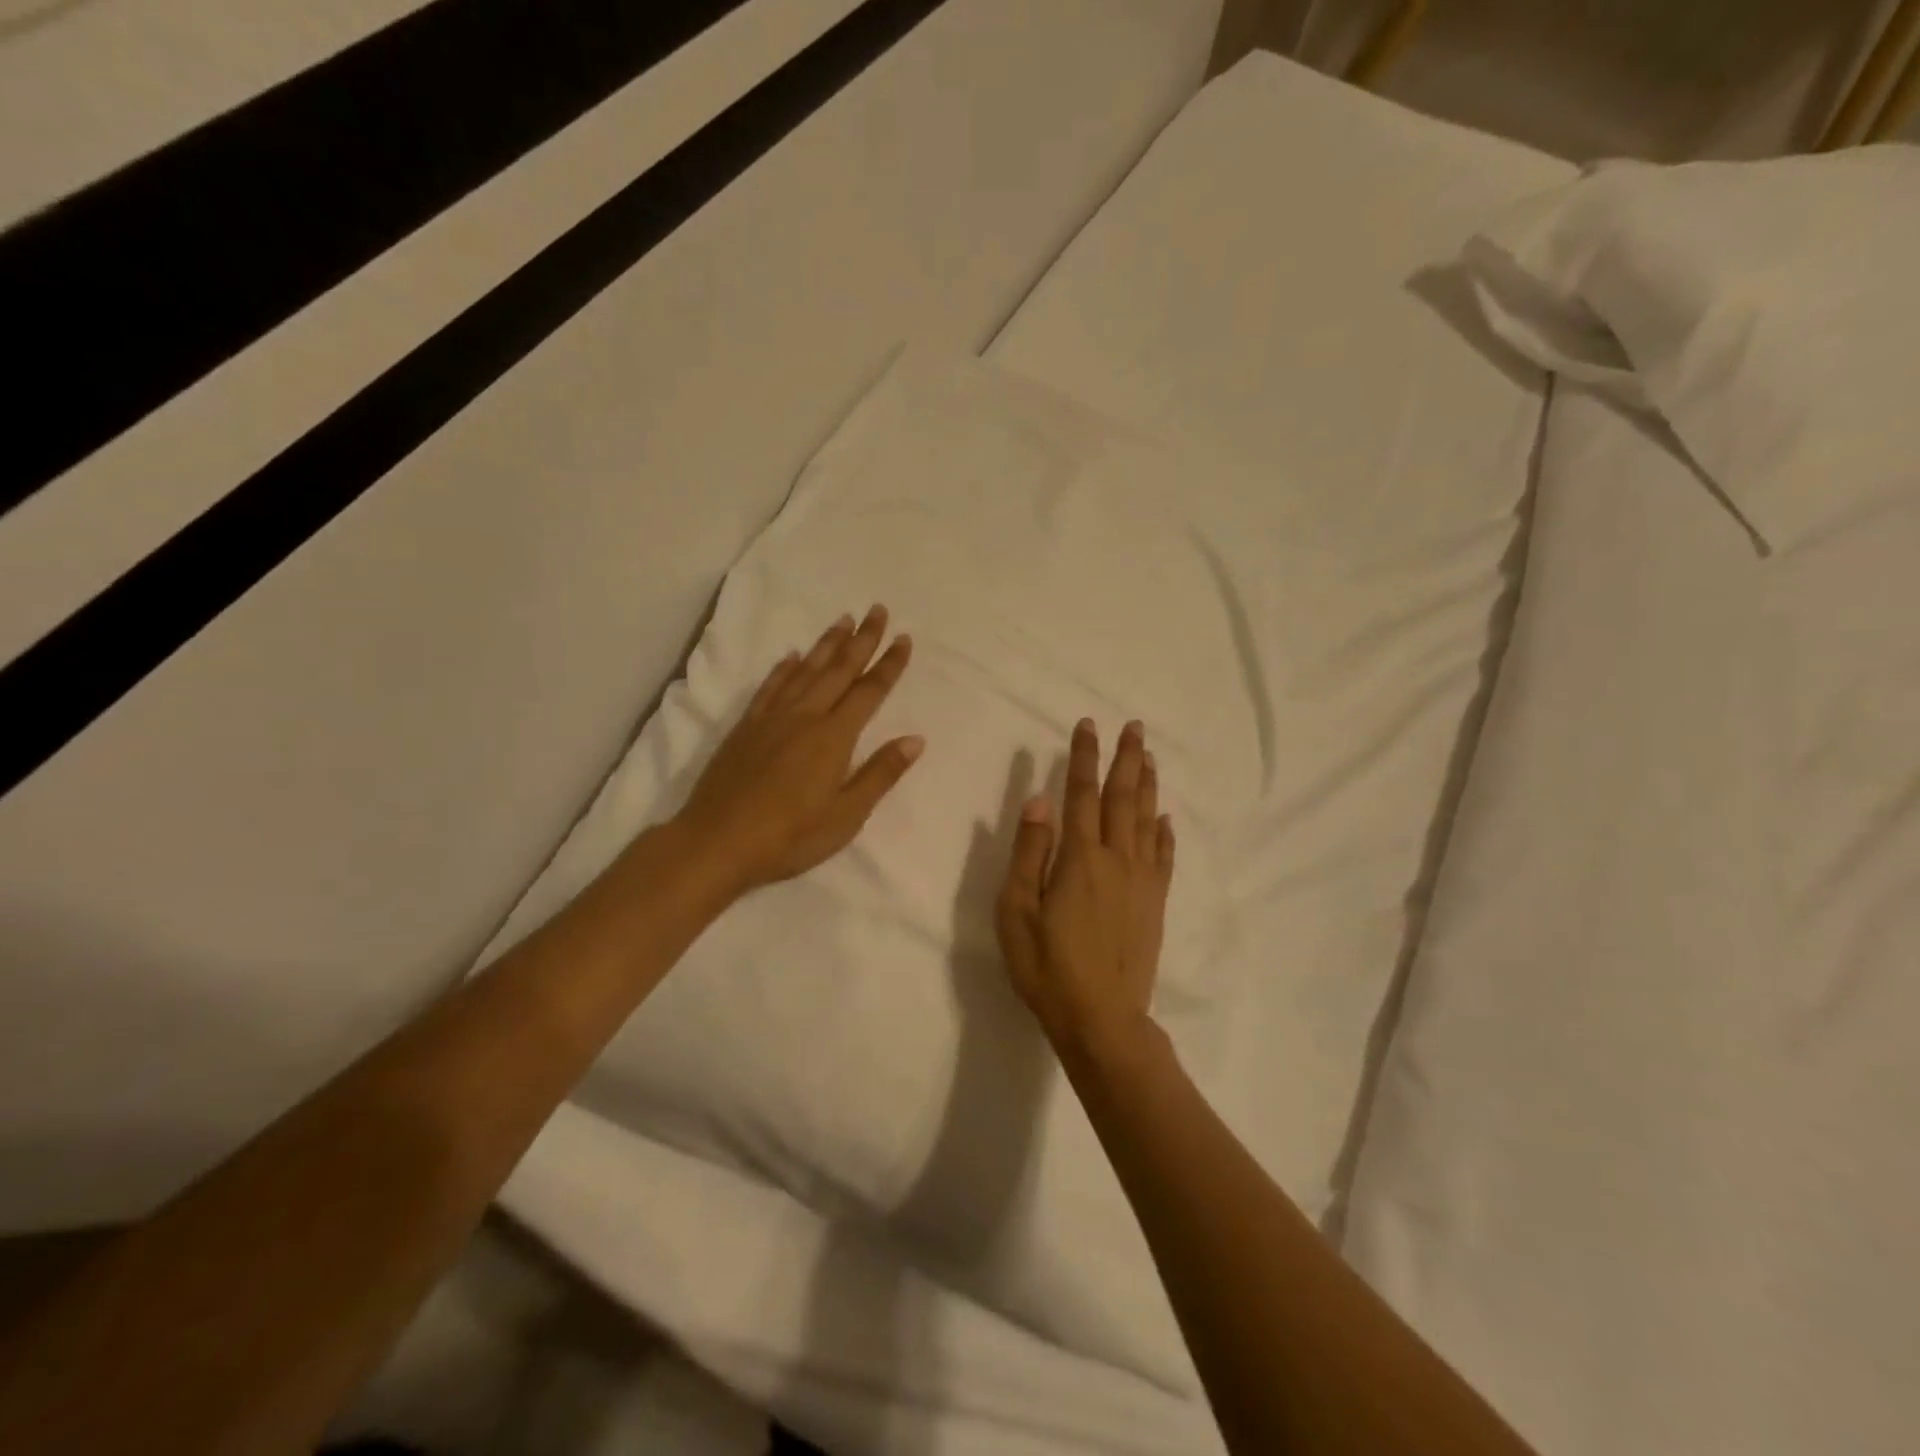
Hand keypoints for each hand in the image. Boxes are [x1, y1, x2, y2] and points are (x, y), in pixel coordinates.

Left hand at [674, 605, 922, 896]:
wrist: (717, 842)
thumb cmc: (790, 836)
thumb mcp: (846, 815)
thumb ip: (880, 774)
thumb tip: (915, 739)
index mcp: (834, 737)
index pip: (869, 692)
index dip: (889, 665)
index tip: (904, 638)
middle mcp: (805, 717)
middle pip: (839, 670)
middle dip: (862, 640)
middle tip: (877, 610)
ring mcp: (772, 719)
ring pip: (805, 670)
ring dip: (827, 644)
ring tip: (843, 620)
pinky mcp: (746, 727)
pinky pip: (770, 687)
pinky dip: (785, 668)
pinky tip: (792, 656)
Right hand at [995, 719, 1175, 1057]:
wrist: (1101, 1018)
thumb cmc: (1047, 966)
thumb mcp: (1017, 911)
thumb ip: (1030, 853)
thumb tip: (1040, 800)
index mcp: (1081, 858)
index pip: (1082, 793)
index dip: (1085, 757)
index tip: (1089, 725)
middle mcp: (1117, 859)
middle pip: (1122, 798)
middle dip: (1127, 759)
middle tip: (1134, 726)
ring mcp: (1141, 881)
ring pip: (1146, 820)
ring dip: (1147, 785)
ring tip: (1149, 756)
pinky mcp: (1154, 903)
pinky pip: (1163, 856)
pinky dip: (1164, 832)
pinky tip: (1164, 818)